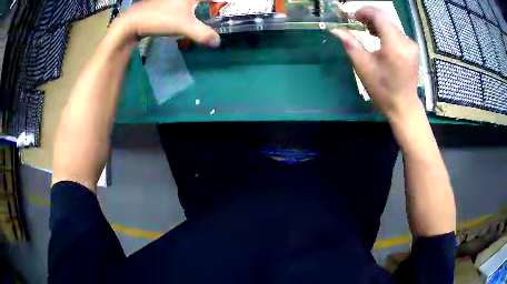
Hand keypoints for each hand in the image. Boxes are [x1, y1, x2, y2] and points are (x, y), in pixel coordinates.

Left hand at [120, 0, 219, 46]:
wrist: (133, 21)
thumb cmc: (160, 19)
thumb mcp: (183, 26)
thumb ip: (202, 33)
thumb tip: (217, 43)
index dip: (219, 2)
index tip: (224, 5)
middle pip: (199, 0)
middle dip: (210, 4)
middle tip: (216, 8)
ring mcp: (172, 0)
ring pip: (189, 2)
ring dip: (200, 5)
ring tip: (207, 9)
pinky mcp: (164, 4)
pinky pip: (182, 4)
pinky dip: (189, 6)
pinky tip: (190, 11)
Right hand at [331, 7, 420, 119]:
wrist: (404, 106)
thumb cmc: (383, 90)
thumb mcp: (364, 68)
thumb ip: (350, 44)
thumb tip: (335, 29)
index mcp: (394, 46)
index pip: (380, 16)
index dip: (365, 11)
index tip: (353, 17)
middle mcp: (406, 42)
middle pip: (386, 18)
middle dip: (370, 17)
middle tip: (357, 24)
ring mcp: (412, 45)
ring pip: (391, 24)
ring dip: (377, 24)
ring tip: (367, 33)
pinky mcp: (413, 49)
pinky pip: (397, 32)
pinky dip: (386, 31)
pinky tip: (379, 39)